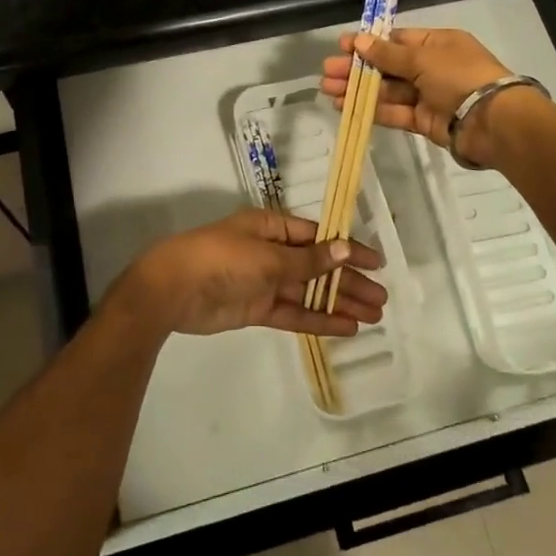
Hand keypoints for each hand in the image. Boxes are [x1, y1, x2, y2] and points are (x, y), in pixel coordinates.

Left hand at [114, 209, 387, 338]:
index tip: (377, 263)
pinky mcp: (256, 308)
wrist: (173, 288)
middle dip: (349, 281)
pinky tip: (346, 327)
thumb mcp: (268, 256)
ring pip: (309, 292)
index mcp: (272, 227)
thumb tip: (346, 248)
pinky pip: (294, 312)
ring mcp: (264, 281)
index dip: (348, 250)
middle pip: (318, 266)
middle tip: (382, 298)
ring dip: (339, 302)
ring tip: (373, 316)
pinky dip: (318, 319)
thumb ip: (309, 260)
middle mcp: (271, 251)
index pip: (319, 237)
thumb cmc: (222, 258)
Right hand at [320, 27, 520, 166]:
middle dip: (357, 68)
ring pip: (387, 90)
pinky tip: (346, 107)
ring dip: (358, 90)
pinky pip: (394, 112)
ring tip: (328, 90)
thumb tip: (360, 40)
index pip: (397, 40)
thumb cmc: (459, 76)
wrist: (492, 120)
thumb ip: (388, 54)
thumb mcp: (422, 58)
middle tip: (327, 71)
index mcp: (437, 44)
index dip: (369, 43)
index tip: (342, 46)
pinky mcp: (425, 121)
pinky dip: (371, 109)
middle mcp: (432, 67)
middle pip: (388, 66)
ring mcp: (428, 95)